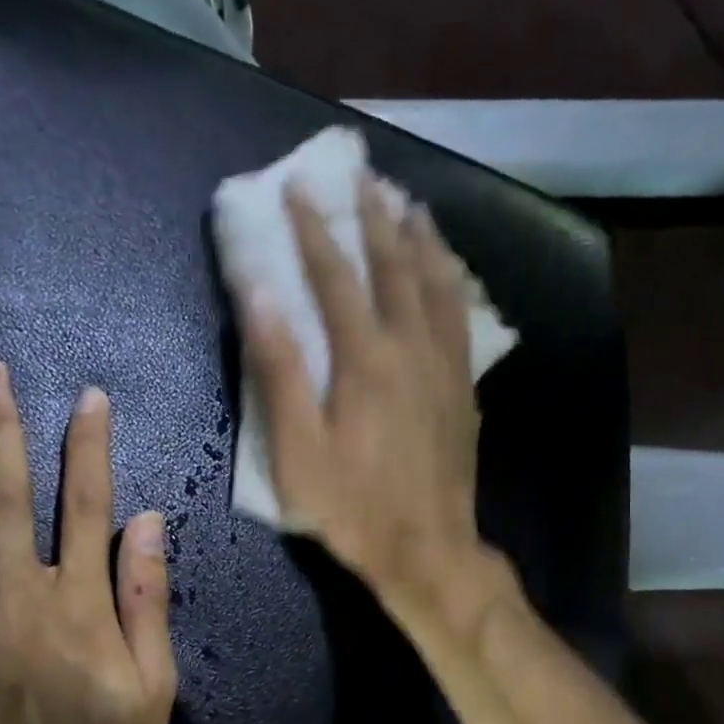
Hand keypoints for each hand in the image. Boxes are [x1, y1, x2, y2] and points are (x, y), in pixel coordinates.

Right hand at [240, 175, 515, 633]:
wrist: (428, 548)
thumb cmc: (353, 507)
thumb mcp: (298, 451)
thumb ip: (279, 370)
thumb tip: (259, 294)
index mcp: (365, 360)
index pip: (335, 276)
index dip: (313, 229)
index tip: (297, 187)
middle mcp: (412, 348)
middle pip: (395, 266)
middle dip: (374, 216)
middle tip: (362, 175)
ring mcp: (445, 366)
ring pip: (438, 283)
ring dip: (422, 238)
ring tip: (410, 203)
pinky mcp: (464, 387)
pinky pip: (463, 316)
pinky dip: (453, 280)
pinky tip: (451, 269)